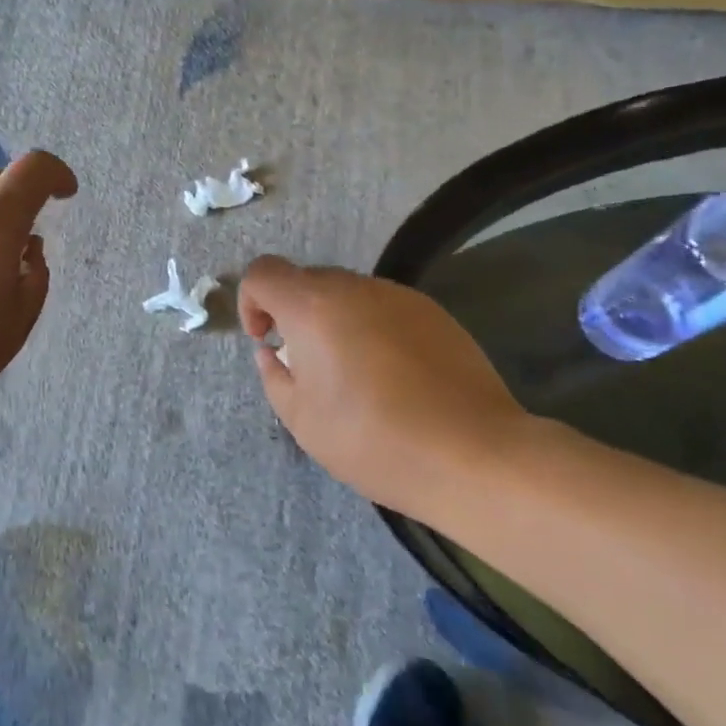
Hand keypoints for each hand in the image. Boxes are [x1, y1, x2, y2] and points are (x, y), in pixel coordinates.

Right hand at [237, 257, 528, 519]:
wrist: (474, 453)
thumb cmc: (374, 439)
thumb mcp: (303, 421)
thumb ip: (275, 376)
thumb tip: (273, 352)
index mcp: (312, 306)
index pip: (263, 272)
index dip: (252, 301)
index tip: (267, 341)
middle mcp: (353, 287)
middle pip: (306, 281)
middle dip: (295, 315)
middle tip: (310, 366)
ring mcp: (397, 295)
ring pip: (347, 294)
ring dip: (335, 322)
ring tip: (356, 376)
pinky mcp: (432, 311)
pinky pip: (384, 308)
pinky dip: (373, 329)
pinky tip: (395, 377)